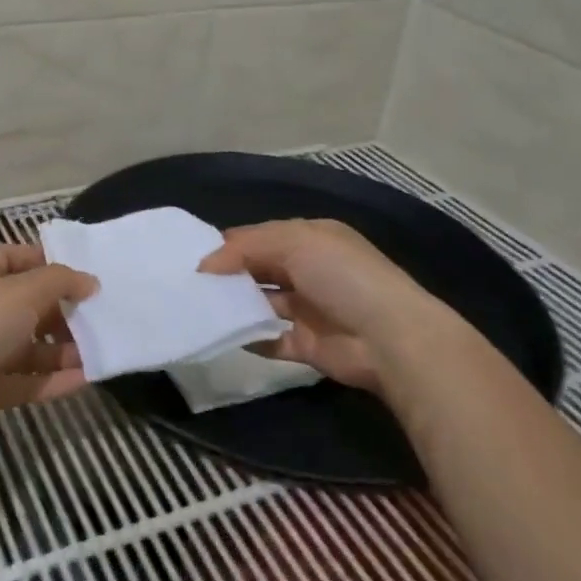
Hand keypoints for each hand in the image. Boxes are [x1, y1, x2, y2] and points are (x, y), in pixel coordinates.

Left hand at [0, 243, 96, 446]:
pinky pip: (27, 381)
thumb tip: (90, 281)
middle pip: (27, 305)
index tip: (79, 274)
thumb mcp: (24, 291)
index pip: (13, 258)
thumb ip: (61, 281)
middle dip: (61, 311)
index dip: (44, 262)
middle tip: (97, 317)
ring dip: (62, 349)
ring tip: (98, 351)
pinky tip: (86, 379)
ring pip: (29, 346)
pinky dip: (54, 380)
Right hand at [198, 219, 451, 394]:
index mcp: (310, 239)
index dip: (229, 245)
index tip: (194, 257)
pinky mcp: (307, 344)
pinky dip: (250, 338)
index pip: (261, 237)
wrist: (390, 338)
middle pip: (259, 268)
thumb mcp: (294, 242)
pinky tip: (226, 335)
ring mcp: (308, 309)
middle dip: (229, 274)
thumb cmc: (342, 276)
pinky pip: (271, 339)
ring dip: (236, 305)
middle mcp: (309, 270)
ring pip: (262, 302)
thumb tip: (206, 264)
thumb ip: (246, 247)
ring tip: (199, 307)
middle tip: (190, 283)